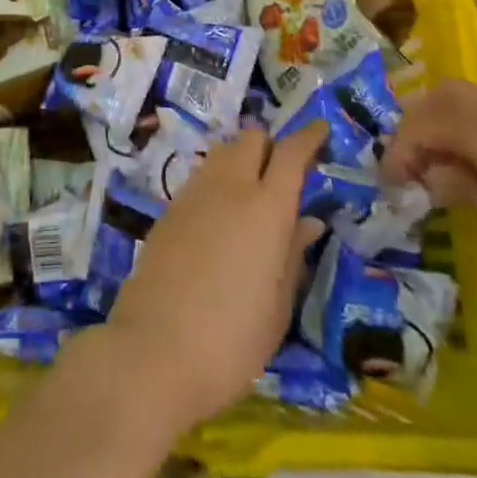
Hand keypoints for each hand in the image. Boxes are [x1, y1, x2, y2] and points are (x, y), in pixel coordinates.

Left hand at [99, 123, 326, 432]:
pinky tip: (221, 217)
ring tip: (251, 196)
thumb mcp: (277, 306)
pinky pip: (201, 177)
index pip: (291, 154)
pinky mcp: (169, 207)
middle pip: (252, 139)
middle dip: (271, 146)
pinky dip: (218, 182)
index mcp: (266, 208)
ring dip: (241, 161)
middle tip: (283, 176)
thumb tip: (307, 221)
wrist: (155, 348)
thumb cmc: (233, 340)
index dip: (308, 137)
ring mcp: (194, 192)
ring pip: (223, 152)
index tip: (321, 129)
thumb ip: (292, 254)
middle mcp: (230, 186)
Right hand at [383, 78, 476, 334]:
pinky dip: (471, 134)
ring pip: (470, 102)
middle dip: (416, 125)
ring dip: (444, 127)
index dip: (398, 149)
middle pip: (444, 96)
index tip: (388, 185)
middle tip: (408, 166)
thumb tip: (436, 175)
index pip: (423, 122)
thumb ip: (466, 193)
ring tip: (438, 171)